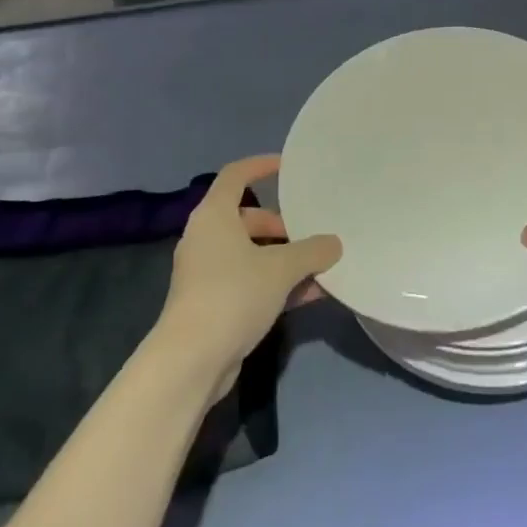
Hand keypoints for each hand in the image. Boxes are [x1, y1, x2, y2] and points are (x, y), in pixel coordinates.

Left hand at [156, 155, 341, 397]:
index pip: (236, 175)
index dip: (261, 166)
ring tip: (317, 268)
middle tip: (309, 236)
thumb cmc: (233, 295)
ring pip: (249, 252)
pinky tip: (307, 295)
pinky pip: (247, 280)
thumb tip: (334, 243)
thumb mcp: (281, 269)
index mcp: (214, 215)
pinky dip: (273, 282)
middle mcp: (205, 237)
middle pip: (247, 218)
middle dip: (280, 225)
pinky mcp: (210, 302)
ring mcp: (205, 271)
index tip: (287, 167)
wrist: (191, 360)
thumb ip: (312, 251)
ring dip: (282, 258)